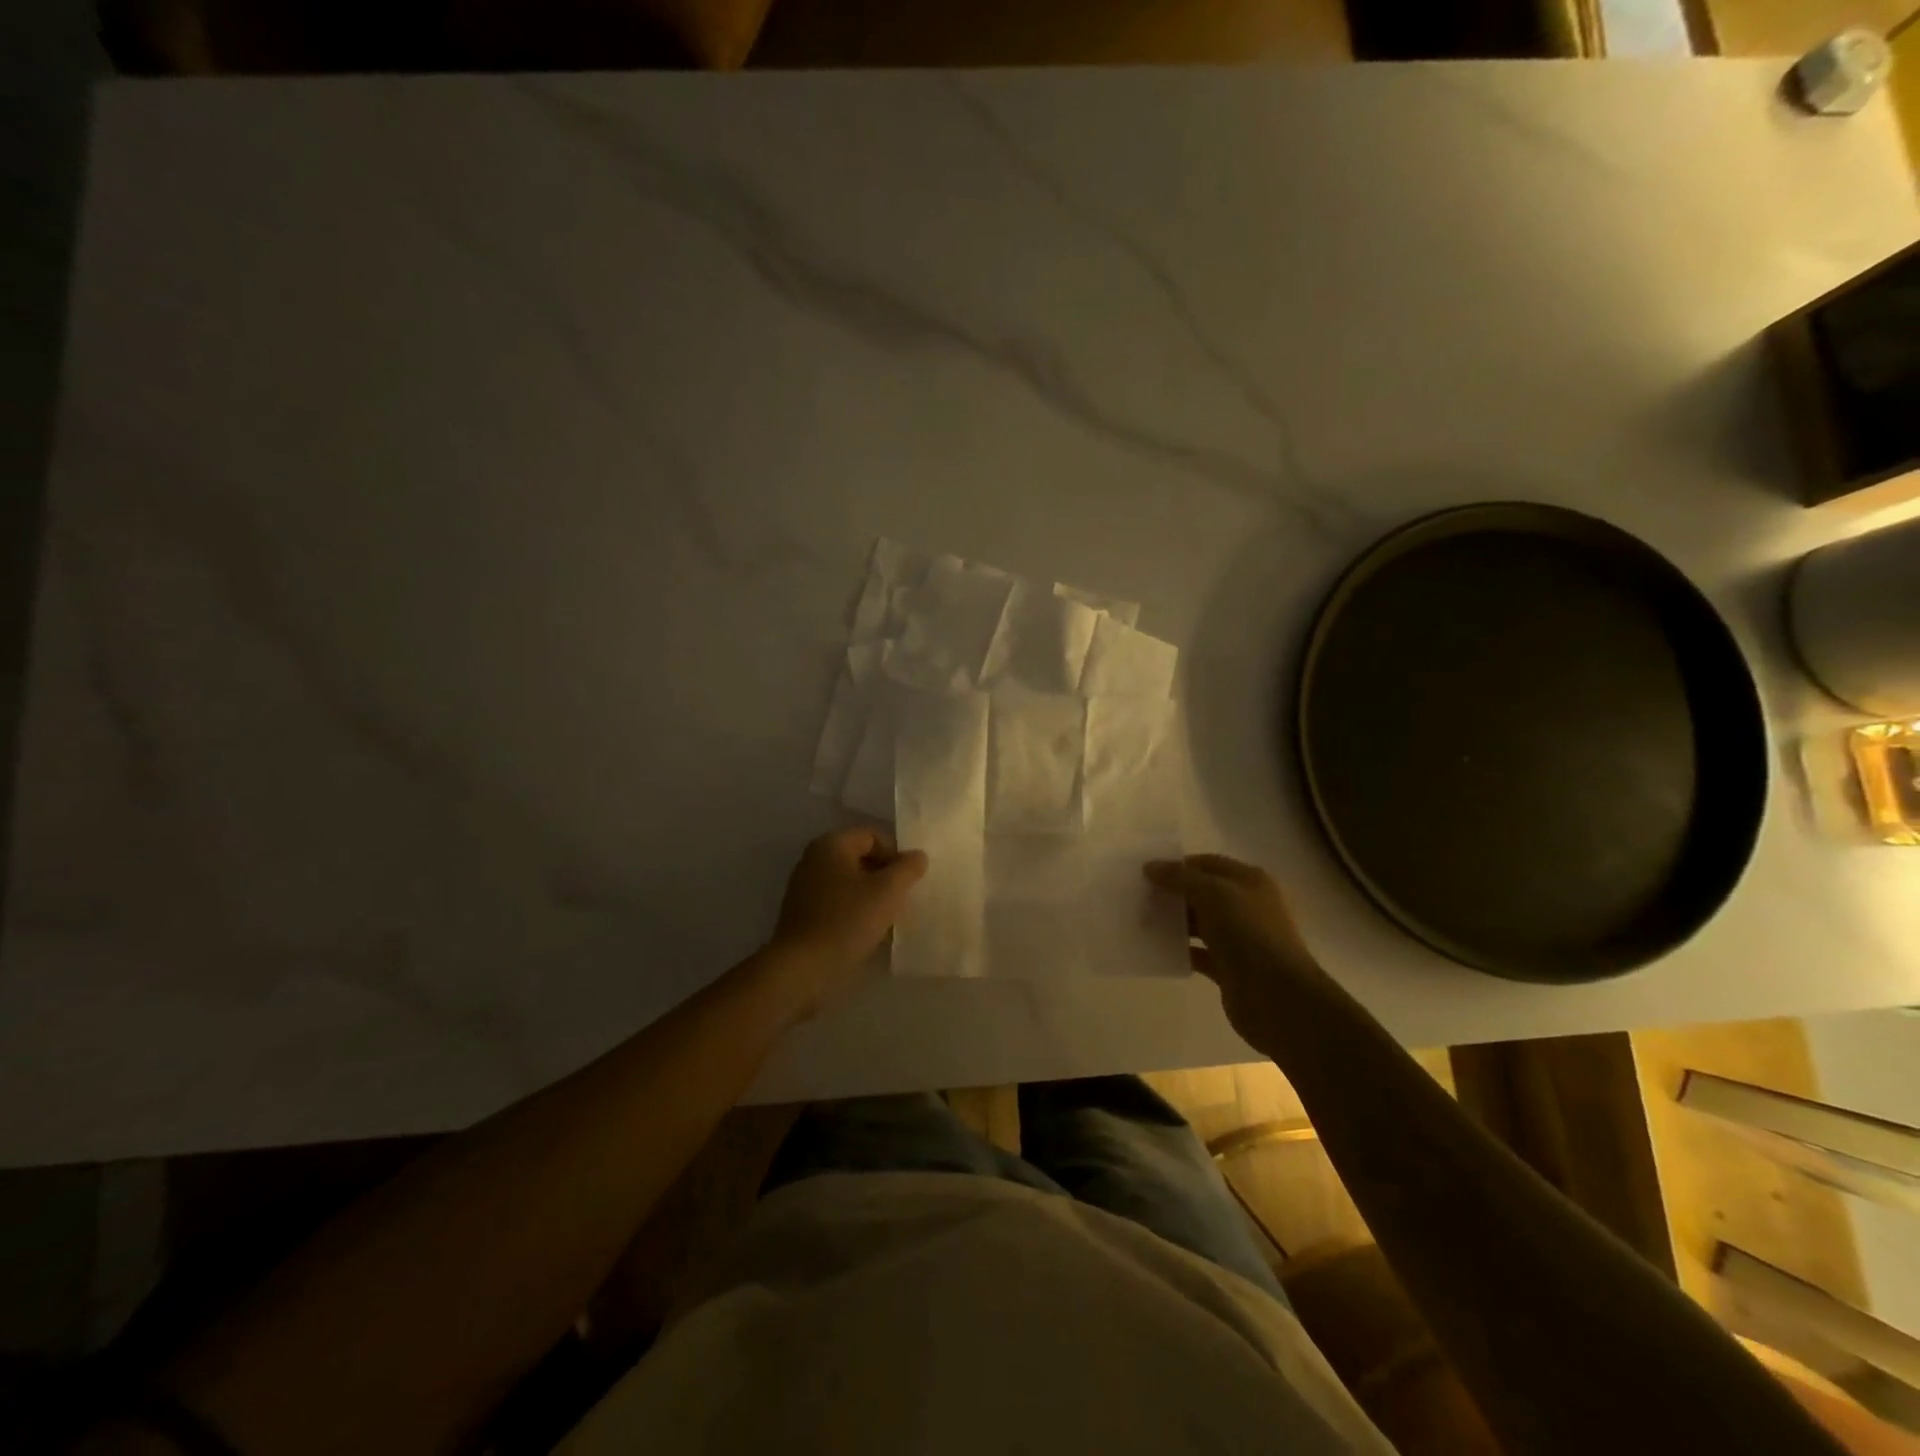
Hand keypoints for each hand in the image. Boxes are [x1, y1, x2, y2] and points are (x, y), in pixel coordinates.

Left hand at [771, 828, 928, 1010]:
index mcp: (831, 844)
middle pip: (860, 858)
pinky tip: (868, 932)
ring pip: (850, 883)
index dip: (896, 854)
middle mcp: (814, 859)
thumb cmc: (847, 921)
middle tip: (902, 899)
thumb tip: (917, 856)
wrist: (803, 969)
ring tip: (888, 918)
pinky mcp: (803, 915)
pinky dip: (855, 911)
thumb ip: (907, 868)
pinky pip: (837, 903)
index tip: (908, 881)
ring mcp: (805, 888)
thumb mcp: (888, 891)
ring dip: (872, 896)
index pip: (873, 836)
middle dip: (885, 876)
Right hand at [1144, 854, 1325, 1042]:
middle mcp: (1245, 906)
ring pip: (1198, 924)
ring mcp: (1238, 938)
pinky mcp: (1229, 968)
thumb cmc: (1248, 933)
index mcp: (1248, 881)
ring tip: (1139, 922)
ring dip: (1173, 922)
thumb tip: (1150, 867)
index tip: (1145, 873)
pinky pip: (1198, 953)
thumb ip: (1180, 877)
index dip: (1177, 865)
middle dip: (1171, 894)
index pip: (1207, 864)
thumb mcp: (1212, 893)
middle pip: (1201, 893)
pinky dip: (1179, 950)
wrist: (1277, 996)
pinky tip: (1155, 949)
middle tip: (1137, 897)